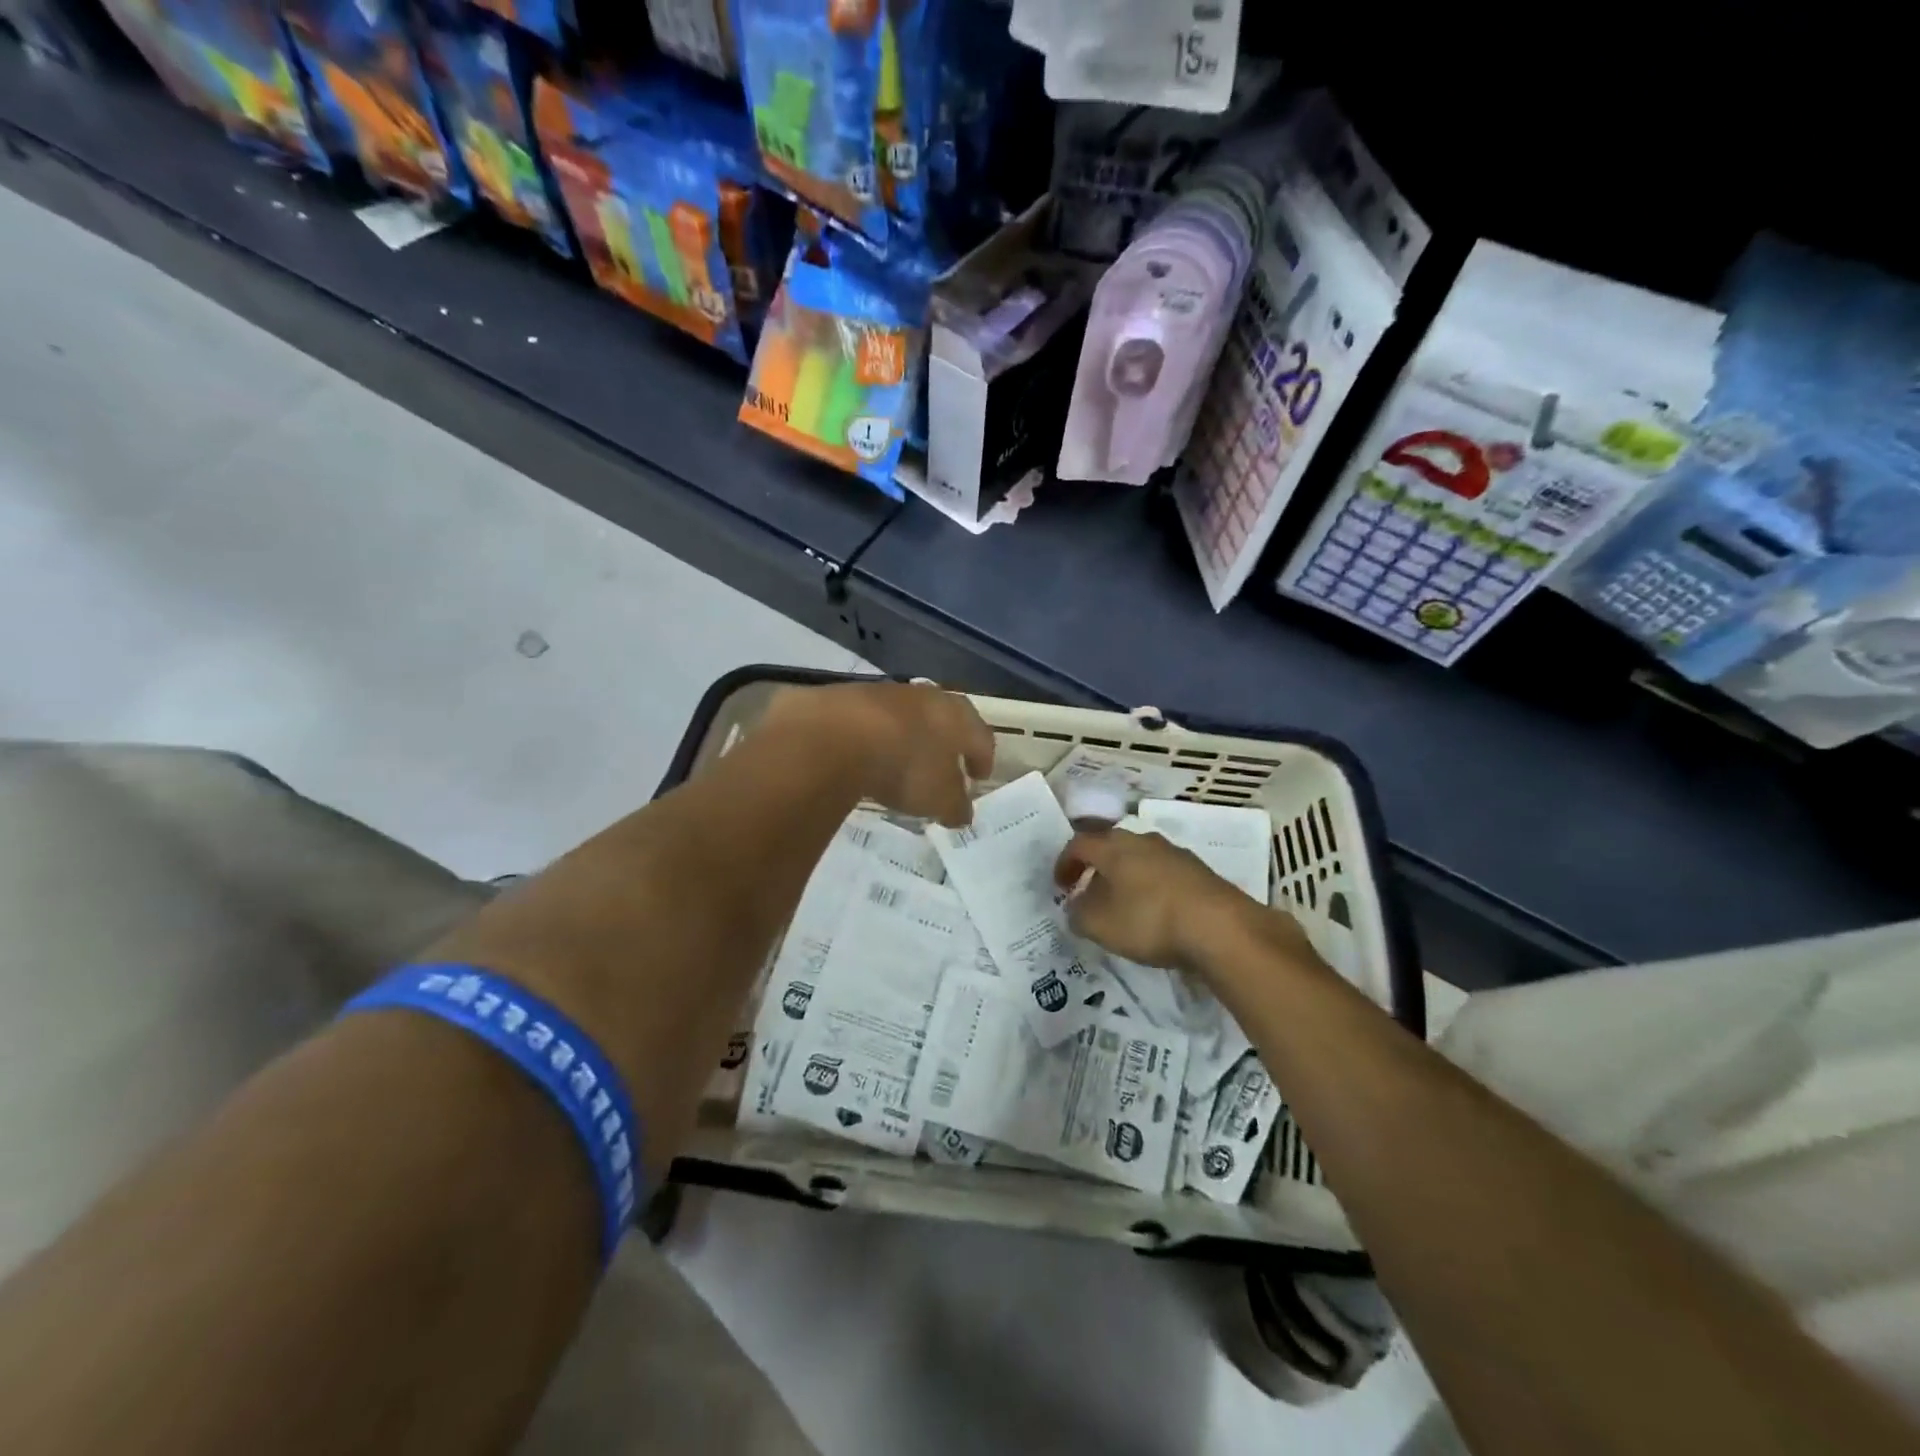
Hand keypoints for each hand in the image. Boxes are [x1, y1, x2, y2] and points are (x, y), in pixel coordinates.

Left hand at [763, 682, 992, 826]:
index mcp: (958, 717)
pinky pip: (874, 719)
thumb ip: (955, 807)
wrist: (837, 735)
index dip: (982, 758)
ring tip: (904, 762)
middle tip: (945, 766)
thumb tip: (962, 813)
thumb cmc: (906, 767)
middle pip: (946, 718)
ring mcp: (888, 693)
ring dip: (911, 736)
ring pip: (910, 715)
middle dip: (948, 742)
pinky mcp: (851, 696)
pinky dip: (878, 736)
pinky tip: (870, 755)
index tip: (978, 778)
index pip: (981, 736)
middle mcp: (928, 697)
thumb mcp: (938, 799)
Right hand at [1054, 826, 1307, 975]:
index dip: (1064, 863)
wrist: (1220, 928)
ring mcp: (1175, 853)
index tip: (1060, 886)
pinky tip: (1155, 913)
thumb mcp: (1101, 926)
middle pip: (1111, 847)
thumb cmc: (1149, 920)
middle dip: (1096, 869)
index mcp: (1114, 847)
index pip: (1079, 844)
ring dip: (1125, 878)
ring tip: (1122, 906)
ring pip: (1139, 860)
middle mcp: (1143, 840)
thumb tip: (1074, 907)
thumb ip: (1079, 915)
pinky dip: (1151, 888)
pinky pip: (1163, 874)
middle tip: (1088, 893)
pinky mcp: (1199, 872)